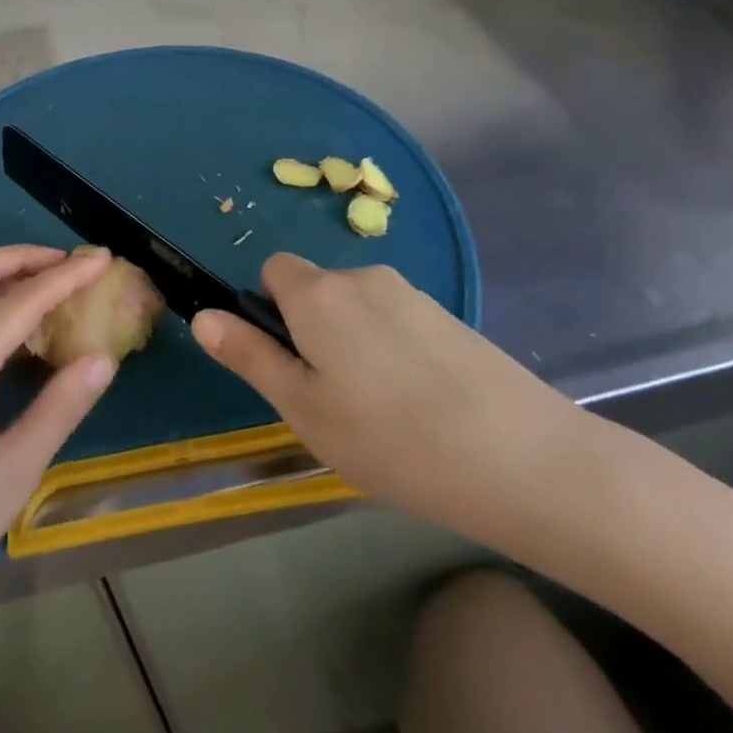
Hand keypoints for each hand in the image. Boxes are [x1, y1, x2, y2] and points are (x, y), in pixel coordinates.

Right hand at [192, 254, 595, 548]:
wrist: (530, 462)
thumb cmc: (393, 440)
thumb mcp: (304, 409)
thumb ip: (250, 357)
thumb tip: (202, 316)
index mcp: (318, 293)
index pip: (273, 269)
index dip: (269, 310)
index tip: (290, 363)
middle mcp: (363, 277)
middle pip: (316, 290)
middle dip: (312, 332)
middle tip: (334, 402)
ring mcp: (414, 295)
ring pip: (359, 311)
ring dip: (355, 346)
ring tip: (383, 415)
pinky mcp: (453, 318)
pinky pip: (398, 324)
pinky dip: (395, 353)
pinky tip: (424, 410)